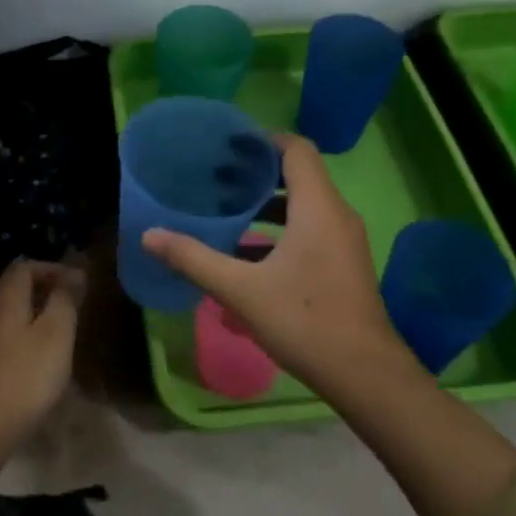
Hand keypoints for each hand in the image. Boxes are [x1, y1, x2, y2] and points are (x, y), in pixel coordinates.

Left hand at [0, 260, 81, 448]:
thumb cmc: (23, 377)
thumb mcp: (56, 335)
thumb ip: (65, 300)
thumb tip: (73, 274)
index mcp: (4, 297)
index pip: (26, 266)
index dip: (52, 269)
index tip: (77, 283)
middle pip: (11, 288)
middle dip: (40, 290)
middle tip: (67, 305)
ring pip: (2, 313)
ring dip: (27, 314)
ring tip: (51, 332)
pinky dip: (14, 336)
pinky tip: (27, 359)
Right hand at [140, 133, 403, 393]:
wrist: (365, 375)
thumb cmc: (304, 321)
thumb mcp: (241, 290)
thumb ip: (194, 259)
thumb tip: (150, 236)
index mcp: (318, 207)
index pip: (296, 148)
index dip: (263, 140)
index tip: (227, 145)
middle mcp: (336, 215)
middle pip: (298, 174)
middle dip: (256, 172)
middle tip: (216, 176)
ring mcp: (343, 240)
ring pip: (303, 205)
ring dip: (266, 204)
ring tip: (225, 209)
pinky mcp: (343, 263)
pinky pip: (309, 229)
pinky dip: (279, 230)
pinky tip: (245, 252)